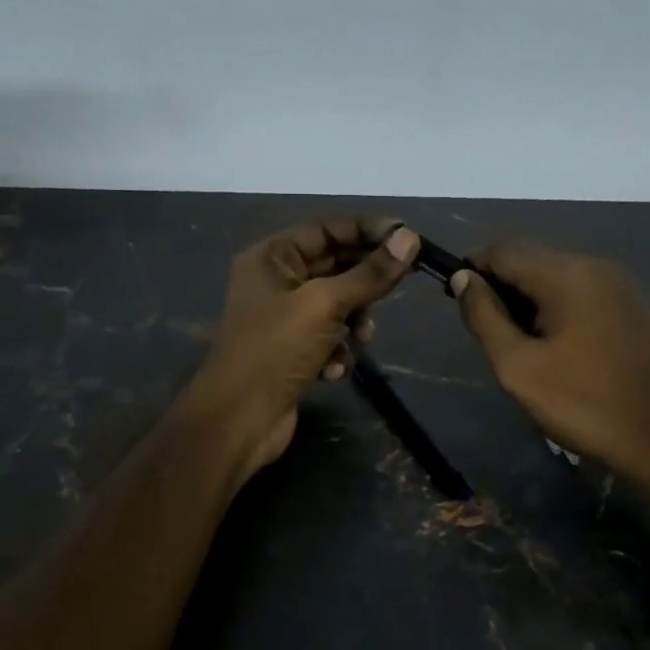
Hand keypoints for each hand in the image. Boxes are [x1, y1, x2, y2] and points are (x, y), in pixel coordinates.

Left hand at [188, 218, 420, 480]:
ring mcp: (283, 319)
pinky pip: (327, 338)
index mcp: (271, 257)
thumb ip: (369, 273)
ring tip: (362, 337)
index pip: (327, 228)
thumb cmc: (275, 350)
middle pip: (334, 265)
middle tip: (405, 280)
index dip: (368, 230)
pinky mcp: (292, 352)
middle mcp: (275, 281)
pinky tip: (334, 370)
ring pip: (336, 305)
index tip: (408, 238)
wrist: (238, 421)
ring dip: (355, 319)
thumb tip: (410, 239)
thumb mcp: (325, 305)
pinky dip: (337, 351)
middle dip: (365, 279)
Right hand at [450, 242, 649, 485]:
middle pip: (532, 259)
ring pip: (557, 277)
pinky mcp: (635, 308)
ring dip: (530, 299)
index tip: (458, 301)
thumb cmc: (584, 404)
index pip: (504, 250)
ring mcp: (621, 286)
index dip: (473, 268)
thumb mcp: (518, 366)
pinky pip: (582, 294)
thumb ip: (485, 317)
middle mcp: (595, 266)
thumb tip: (463, 278)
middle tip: (489, 333)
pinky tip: (557, 348)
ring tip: (520, 345)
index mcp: (566, 274)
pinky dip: (558, 308)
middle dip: (502, 287)